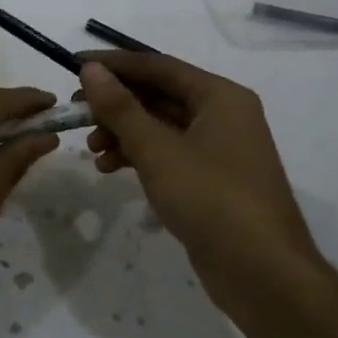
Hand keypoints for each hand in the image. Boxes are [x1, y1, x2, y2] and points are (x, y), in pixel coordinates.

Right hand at [79, 52, 319, 310]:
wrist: (262, 273)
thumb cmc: (211, 199)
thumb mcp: (158, 151)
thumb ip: (121, 108)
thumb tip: (91, 70)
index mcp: (219, 96)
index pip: (158, 66)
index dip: (114, 65)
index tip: (74, 66)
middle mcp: (223, 115)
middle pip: (159, 95)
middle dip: (116, 104)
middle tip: (76, 113)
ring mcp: (219, 149)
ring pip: (161, 127)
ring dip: (123, 133)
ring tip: (91, 150)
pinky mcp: (211, 180)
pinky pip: (168, 153)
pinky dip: (139, 156)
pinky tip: (110, 169)